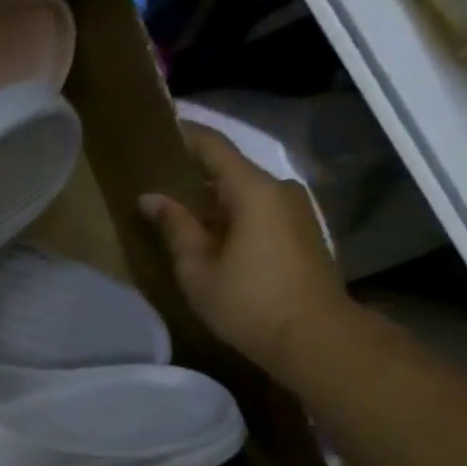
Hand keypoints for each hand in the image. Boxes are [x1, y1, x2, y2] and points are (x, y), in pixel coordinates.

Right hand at [142, 124, 355, 375]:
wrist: (315, 337)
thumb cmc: (248, 301)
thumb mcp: (198, 267)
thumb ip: (175, 227)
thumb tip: (151, 198)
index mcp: (253, 190)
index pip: (215, 147)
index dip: (187, 135)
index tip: (160, 128)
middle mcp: (280, 190)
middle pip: (230, 170)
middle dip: (194, 174)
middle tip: (157, 181)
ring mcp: (296, 211)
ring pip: (244, 193)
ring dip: (212, 199)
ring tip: (177, 212)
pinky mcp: (301, 233)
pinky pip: (258, 210)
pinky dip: (231, 215)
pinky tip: (208, 235)